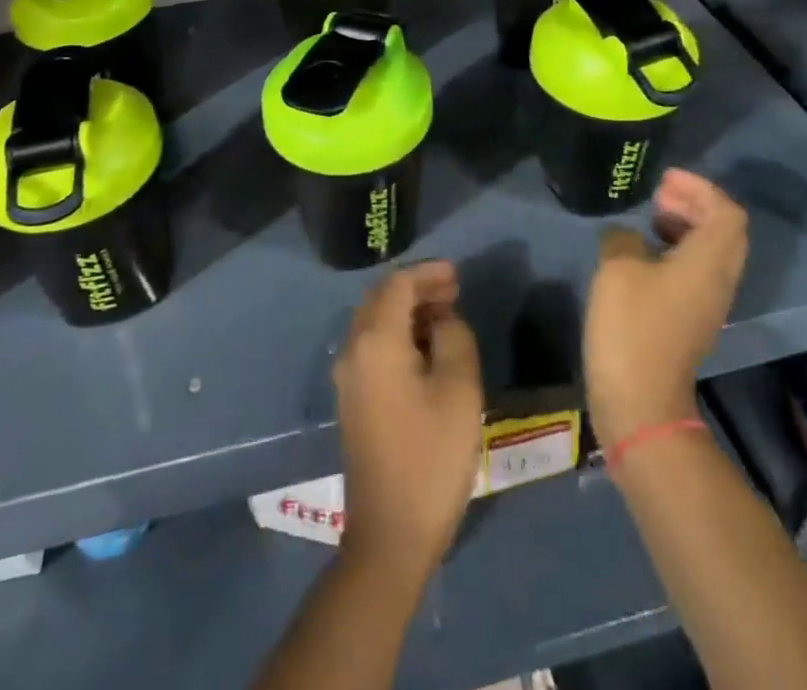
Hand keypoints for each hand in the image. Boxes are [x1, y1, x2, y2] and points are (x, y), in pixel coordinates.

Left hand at [334, 260, 483, 580]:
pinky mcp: (351, 399)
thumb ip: (454, 338)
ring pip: (374, 322)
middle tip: (453, 292)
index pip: (397, 285)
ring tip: (444, 316)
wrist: (390, 534)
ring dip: (406, 311)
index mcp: (376, 341)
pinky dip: (397, 333)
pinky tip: (424, 348)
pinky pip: (371, 346)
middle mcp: (353, 349)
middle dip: (416, 288)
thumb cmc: (430, 457)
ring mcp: (347, 376)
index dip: (428, 273)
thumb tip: (441, 321)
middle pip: (380, 299)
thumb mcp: (459, 390)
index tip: (457, 275)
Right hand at [585, 169, 748, 450]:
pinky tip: (644, 253)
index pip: (727, 212)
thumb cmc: (631, 325)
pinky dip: (679, 251)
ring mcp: (708, 303)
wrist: (640, 399)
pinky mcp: (692, 320)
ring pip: (712, 252)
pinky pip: (698, 271)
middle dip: (696, 204)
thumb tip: (627, 237)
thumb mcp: (617, 268)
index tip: (664, 180)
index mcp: (709, 261)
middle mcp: (719, 280)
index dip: (700, 188)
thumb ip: (623, 238)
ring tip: (651, 218)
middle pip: (725, 231)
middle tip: (659, 195)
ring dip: (687, 227)